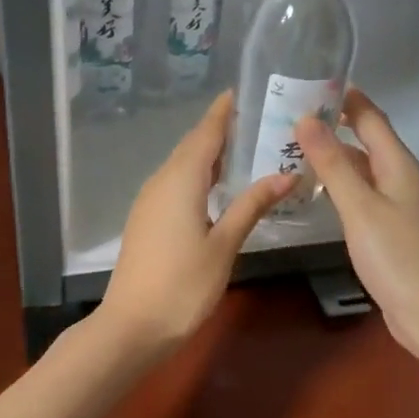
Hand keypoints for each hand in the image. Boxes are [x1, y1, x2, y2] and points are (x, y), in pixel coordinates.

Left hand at [93, 92, 293, 357]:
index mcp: (181, 180)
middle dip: (220, 129)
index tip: (241, 91)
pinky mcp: (147, 219)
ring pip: (182, 164)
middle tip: (255, 118)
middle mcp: (161, 181)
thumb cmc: (183, 285)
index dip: (223, 112)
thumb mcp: (224, 244)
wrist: (132, 326)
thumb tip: (286, 174)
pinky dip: (198, 173)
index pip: (205, 134)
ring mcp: (150, 200)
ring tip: (243, 146)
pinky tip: (216, 185)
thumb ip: (252, 205)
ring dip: (209, 153)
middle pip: (192, 145)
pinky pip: (175, 182)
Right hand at [294, 89, 418, 353]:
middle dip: (332, 123)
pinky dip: (337, 182)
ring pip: (360, 166)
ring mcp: (395, 202)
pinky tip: (313, 187)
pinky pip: (359, 190)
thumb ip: (333, 163)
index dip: (344, 96)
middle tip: (289, 113)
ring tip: (291, 145)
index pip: (370, 117)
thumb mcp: (360, 206)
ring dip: (331, 154)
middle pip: (365, 138)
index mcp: (398, 164)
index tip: (309, 80)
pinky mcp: (387, 226)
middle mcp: (399, 176)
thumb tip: (306, 119)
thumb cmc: (397, 256)